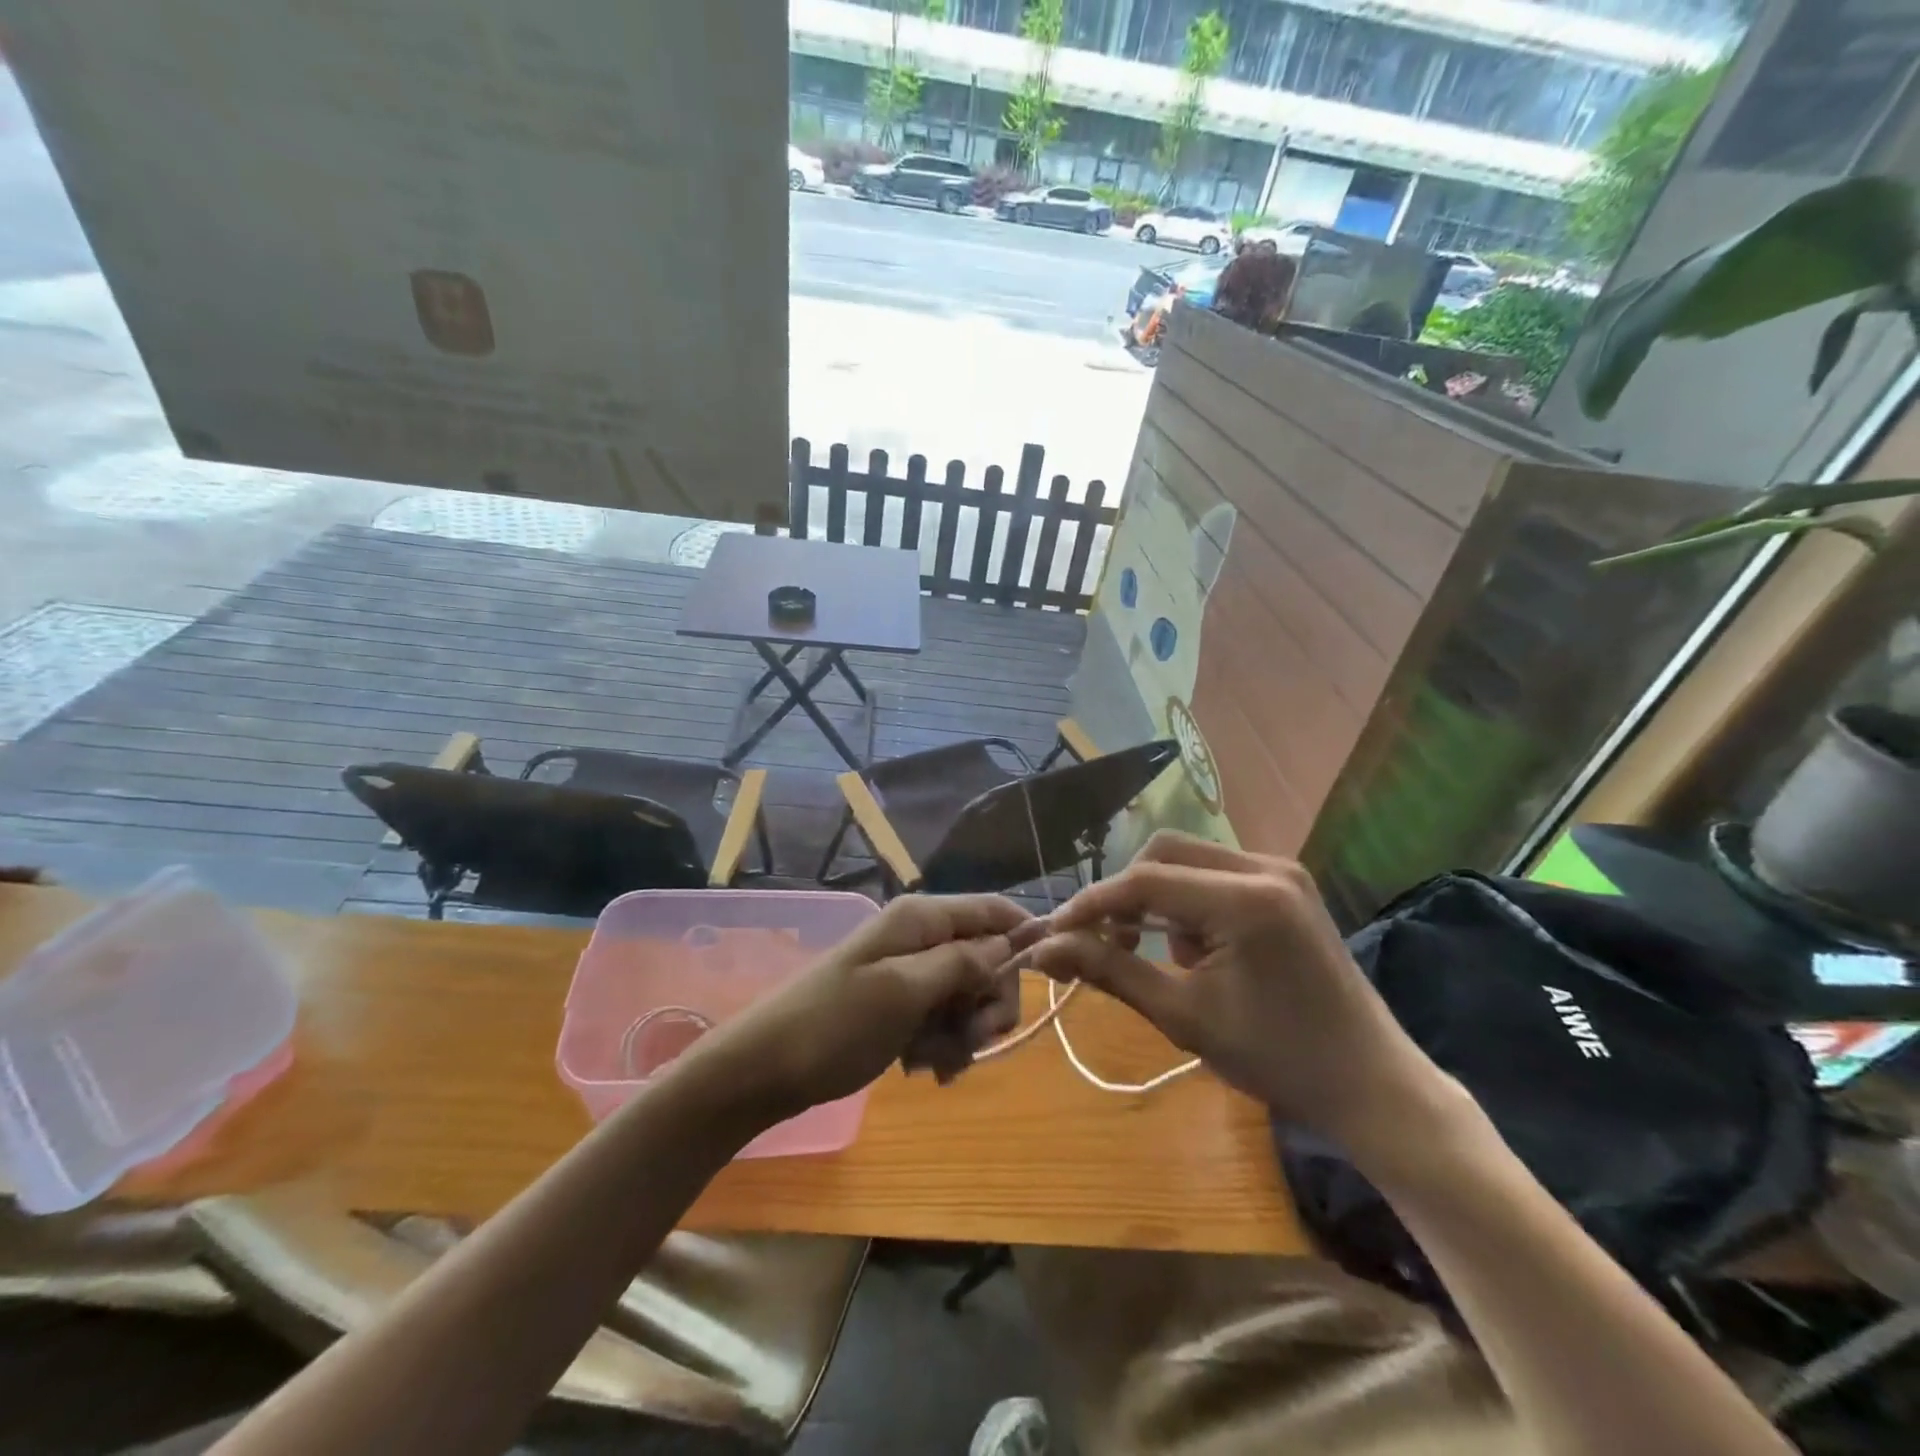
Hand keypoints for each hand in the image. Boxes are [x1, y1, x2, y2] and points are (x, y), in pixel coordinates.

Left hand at [696, 894, 1030, 1120]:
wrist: (762, 1070)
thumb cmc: (833, 1025)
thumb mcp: (903, 991)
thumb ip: (961, 963)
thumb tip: (1009, 944)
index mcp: (920, 919)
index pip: (992, 910)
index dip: (1024, 937)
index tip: (1046, 980)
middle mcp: (918, 938)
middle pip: (986, 958)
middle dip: (990, 1001)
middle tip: (975, 1040)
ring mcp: (907, 973)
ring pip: (968, 995)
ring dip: (964, 1032)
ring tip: (935, 1063)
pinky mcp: (898, 1006)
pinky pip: (942, 1020)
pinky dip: (941, 1045)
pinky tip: (921, 1069)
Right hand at [1025, 833, 1457, 1158]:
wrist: (1371, 1085)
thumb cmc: (1277, 1059)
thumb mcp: (1183, 1015)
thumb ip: (1109, 970)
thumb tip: (1042, 950)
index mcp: (1246, 899)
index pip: (1144, 880)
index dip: (1091, 904)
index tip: (1053, 933)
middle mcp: (1265, 867)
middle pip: (1164, 853)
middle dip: (1124, 895)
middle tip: (1104, 942)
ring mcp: (1281, 871)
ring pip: (1188, 859)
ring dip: (1157, 898)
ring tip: (1159, 956)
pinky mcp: (1286, 885)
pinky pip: (1215, 874)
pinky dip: (1188, 903)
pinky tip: (1194, 950)